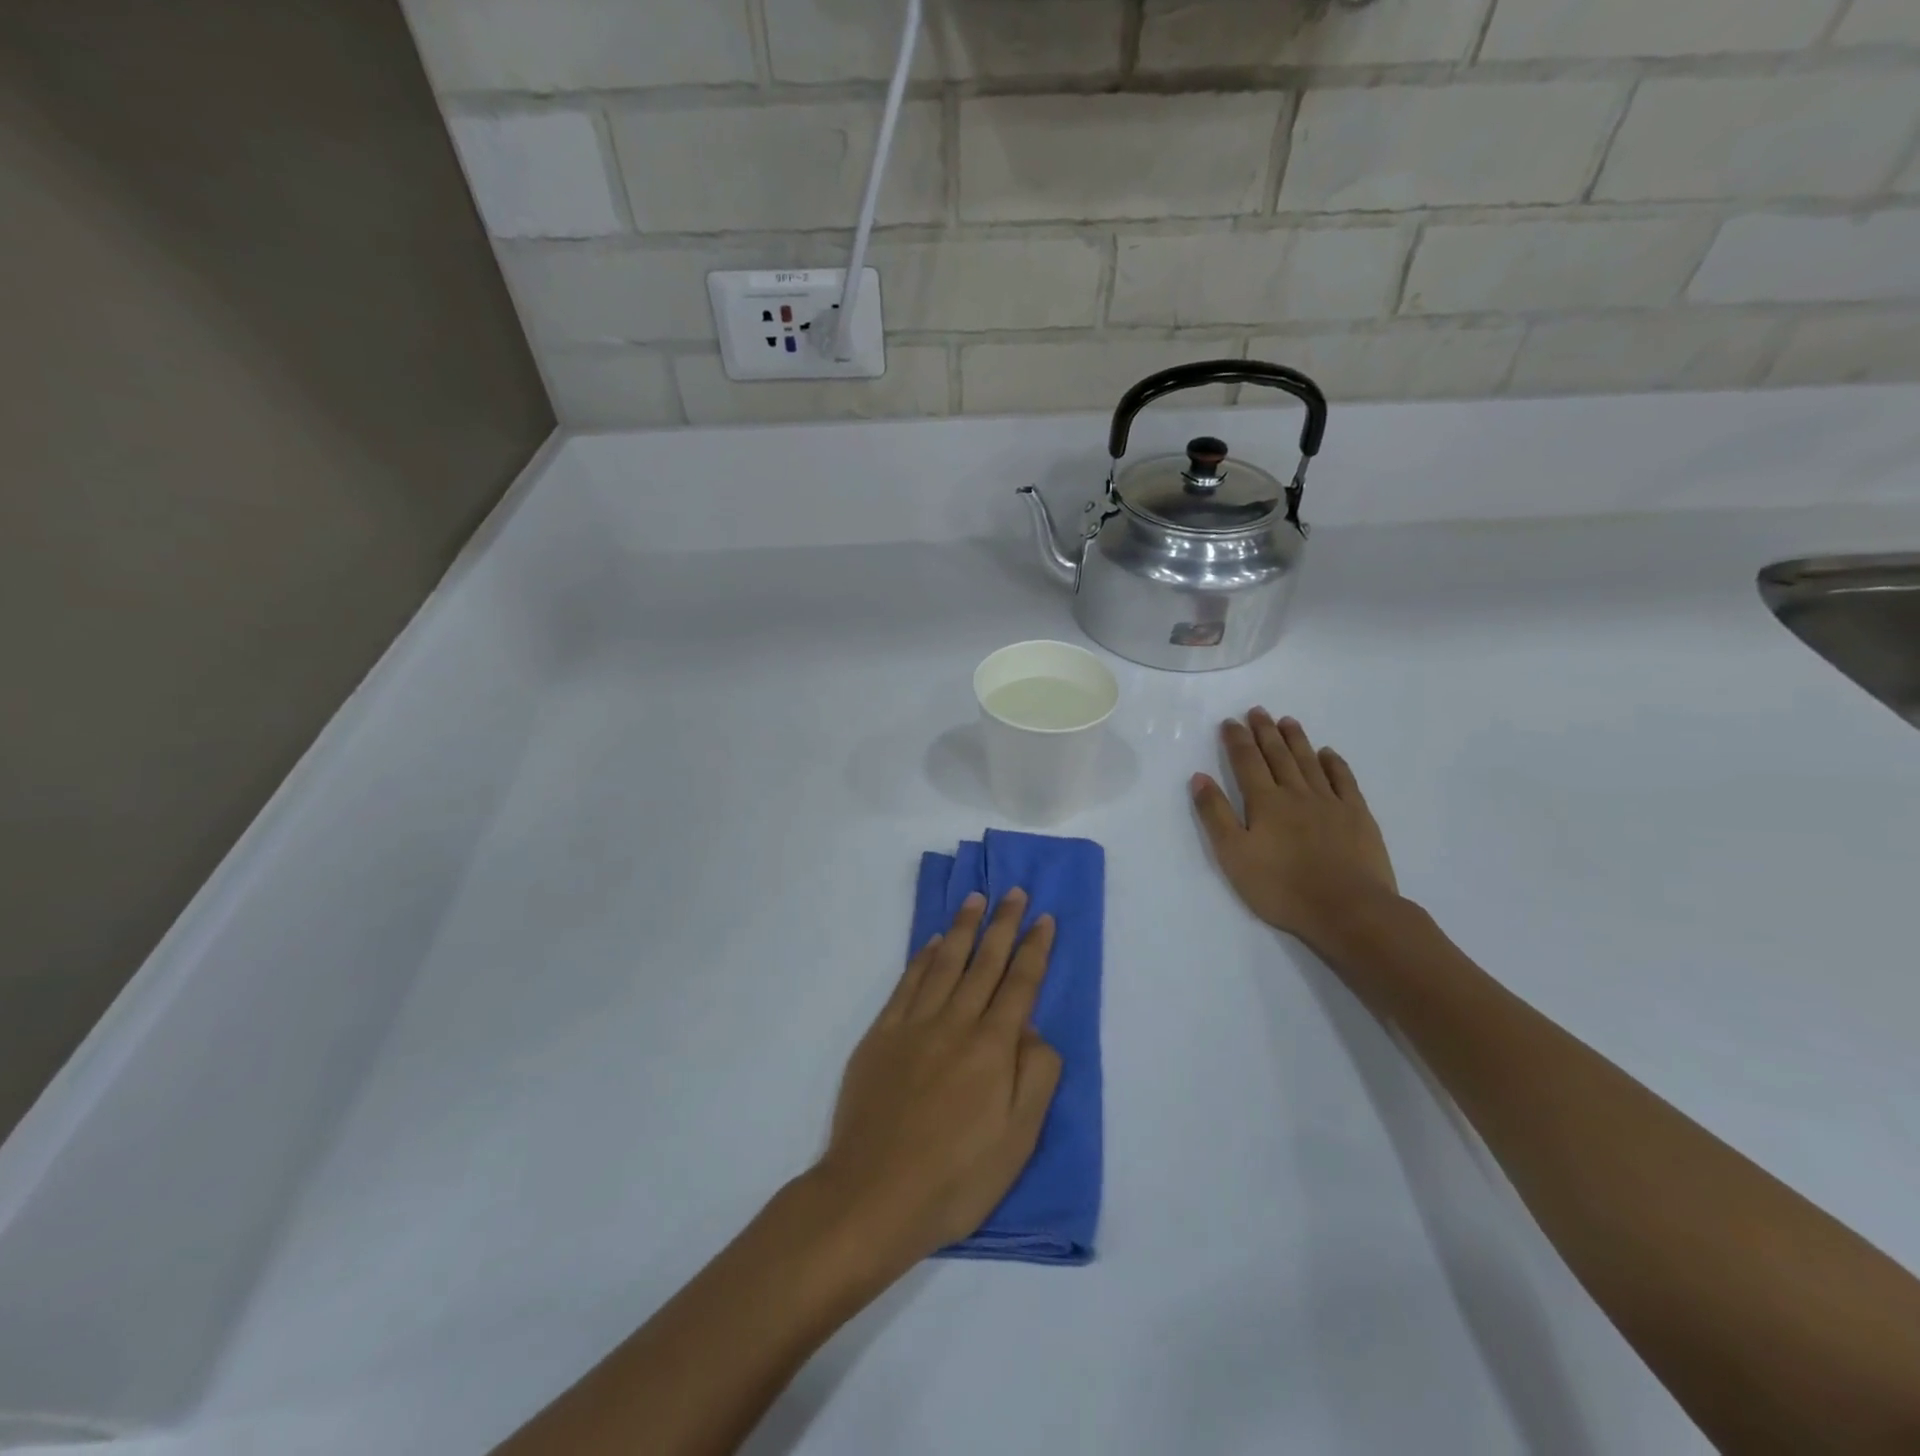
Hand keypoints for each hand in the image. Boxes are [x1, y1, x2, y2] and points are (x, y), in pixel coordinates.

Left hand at [812, 891, 1060, 1273]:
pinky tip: (933, 942)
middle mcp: (956, 1023)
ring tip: (976, 899)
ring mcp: (914, 1025)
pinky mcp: (882, 1034)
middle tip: (1015, 892)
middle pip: (985, 963)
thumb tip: (1035, 1030)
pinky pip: (908, 983)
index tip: (1044, 918)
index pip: (1021, 984)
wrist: (874, 1194)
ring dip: (963, 927)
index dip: (1035, 948)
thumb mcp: (1018, 1140)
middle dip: (1004, 924)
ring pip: (946, 962)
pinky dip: (923, 957)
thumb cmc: (956, 1177)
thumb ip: (1036, 1077)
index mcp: (993, 1048)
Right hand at [1191, 709, 1399, 950]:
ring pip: (1309, 762)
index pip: (1247, 762)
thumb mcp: (1233, 855)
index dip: (1237, 740)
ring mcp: (1330, 802)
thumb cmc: (1282, 887)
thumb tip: (1199, 777)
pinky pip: (1344, 780)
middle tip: (1258, 711)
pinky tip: (1327, 754)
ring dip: (1296, 740)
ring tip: (1286, 721)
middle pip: (1278, 755)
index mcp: (1265, 802)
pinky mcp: (1358, 816)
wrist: (1348, 909)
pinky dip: (1334, 763)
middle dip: (1265, 732)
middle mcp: (1296, 793)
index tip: (1230, 721)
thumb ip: (1216, 814)